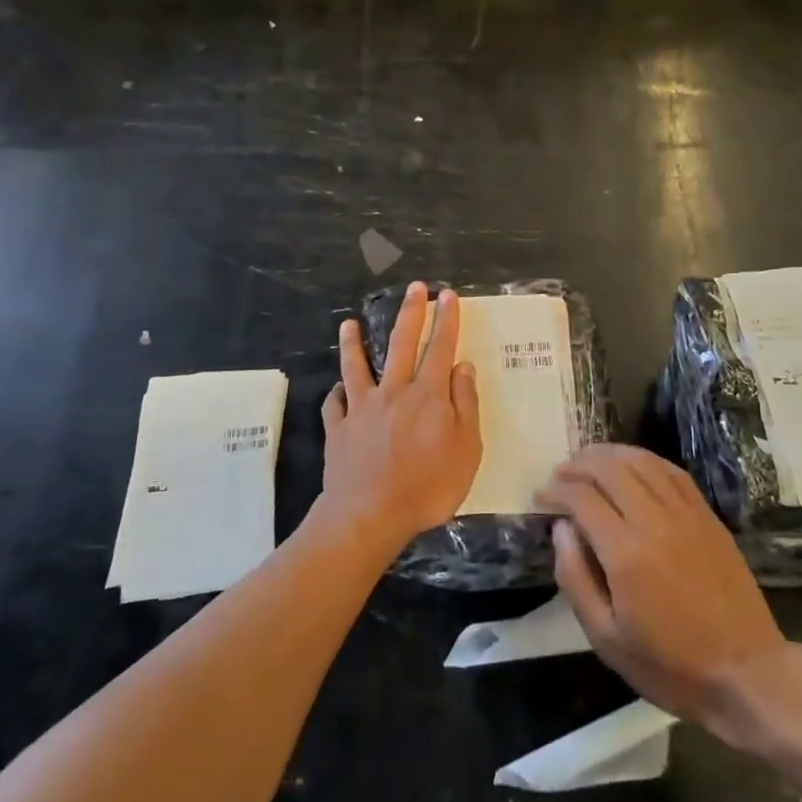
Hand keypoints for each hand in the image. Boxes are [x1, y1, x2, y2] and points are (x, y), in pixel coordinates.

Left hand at [319, 282, 482, 550]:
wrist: (369, 514)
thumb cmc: (427, 487)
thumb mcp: (466, 450)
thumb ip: (465, 405)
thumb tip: (463, 366)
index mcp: (427, 396)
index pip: (440, 348)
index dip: (446, 320)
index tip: (448, 295)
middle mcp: (393, 392)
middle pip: (401, 344)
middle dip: (410, 313)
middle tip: (414, 287)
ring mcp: (362, 409)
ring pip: (356, 367)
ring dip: (353, 343)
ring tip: (348, 323)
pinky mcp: (339, 429)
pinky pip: (335, 405)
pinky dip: (335, 395)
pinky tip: (335, 390)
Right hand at [536, 445, 800, 746]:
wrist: (747, 674)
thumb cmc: (670, 665)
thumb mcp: (606, 638)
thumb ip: (575, 578)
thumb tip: (562, 529)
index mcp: (626, 552)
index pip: (582, 497)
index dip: (555, 491)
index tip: (540, 498)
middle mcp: (655, 520)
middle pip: (609, 468)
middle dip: (577, 465)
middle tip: (559, 476)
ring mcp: (686, 514)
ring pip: (641, 461)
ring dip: (609, 455)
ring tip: (588, 462)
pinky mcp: (708, 516)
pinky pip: (672, 472)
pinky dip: (645, 460)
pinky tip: (632, 466)